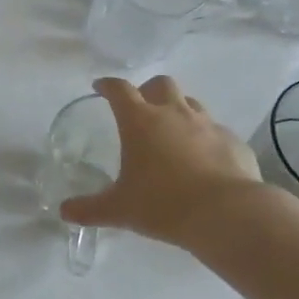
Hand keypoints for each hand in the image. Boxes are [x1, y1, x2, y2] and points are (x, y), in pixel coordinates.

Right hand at [59, 75, 262, 244]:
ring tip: (173, 133)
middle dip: (148, 90)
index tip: (100, 87)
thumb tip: (64, 212)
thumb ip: (90, 209)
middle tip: (142, 108)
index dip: (108, 85)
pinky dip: (206, 138)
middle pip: (160, 84)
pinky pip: (216, 131)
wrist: (228, 214)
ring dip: (179, 110)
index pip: (119, 90)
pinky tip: (205, 160)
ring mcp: (208, 125)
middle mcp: (174, 113)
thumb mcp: (120, 209)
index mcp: (140, 121)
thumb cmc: (164, 204)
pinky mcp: (234, 142)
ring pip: (191, 103)